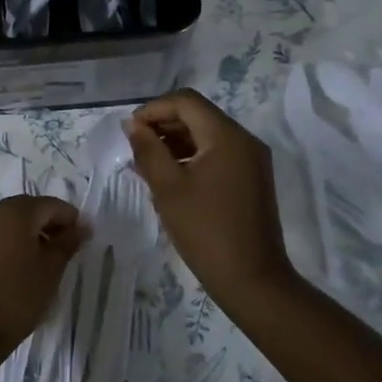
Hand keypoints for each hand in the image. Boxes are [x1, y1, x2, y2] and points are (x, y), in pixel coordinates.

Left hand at [0, 196, 87, 363]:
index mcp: (14, 213)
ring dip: (26, 233)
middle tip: (63, 248)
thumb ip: (66, 244)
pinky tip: (14, 267)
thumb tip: (81, 227)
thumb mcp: (50, 272)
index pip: (49, 204)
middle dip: (47, 223)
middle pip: (25, 209)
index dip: (69, 218)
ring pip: (5, 221)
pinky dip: (6, 243)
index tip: (82, 238)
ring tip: (40, 260)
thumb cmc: (16, 298)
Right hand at [124, 89, 295, 310]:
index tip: (129, 132)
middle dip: (163, 125)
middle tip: (135, 148)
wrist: (251, 279)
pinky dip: (192, 157)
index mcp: (226, 136)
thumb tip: (133, 126)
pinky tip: (170, 177)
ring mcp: (251, 160)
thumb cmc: (205, 231)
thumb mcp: (167, 188)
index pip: (185, 102)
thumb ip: (148, 150)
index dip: (153, 110)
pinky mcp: (252, 178)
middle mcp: (244, 140)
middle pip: (198, 115)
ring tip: (147, 163)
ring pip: (207, 134)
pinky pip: (217, 153)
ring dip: (176, 141)